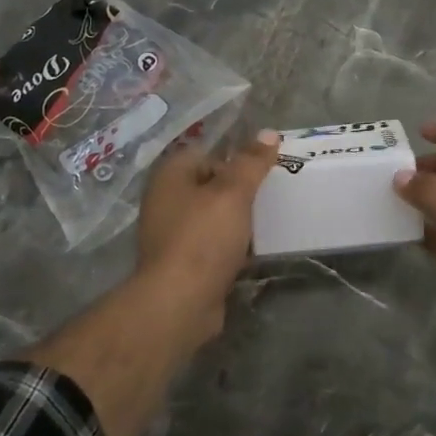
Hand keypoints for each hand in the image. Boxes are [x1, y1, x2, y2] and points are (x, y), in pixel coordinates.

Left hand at [134, 128, 280, 339]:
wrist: (180, 303)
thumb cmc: (203, 238)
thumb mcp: (233, 192)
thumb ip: (252, 162)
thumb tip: (270, 133)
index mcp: (170, 176)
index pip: (207, 153)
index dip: (235, 159)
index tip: (263, 172)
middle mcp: (165, 201)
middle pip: (211, 185)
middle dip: (240, 191)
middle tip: (271, 196)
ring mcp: (171, 235)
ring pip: (213, 217)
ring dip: (238, 221)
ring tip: (267, 222)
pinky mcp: (183, 263)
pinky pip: (212, 245)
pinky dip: (231, 246)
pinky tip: (253, 251)